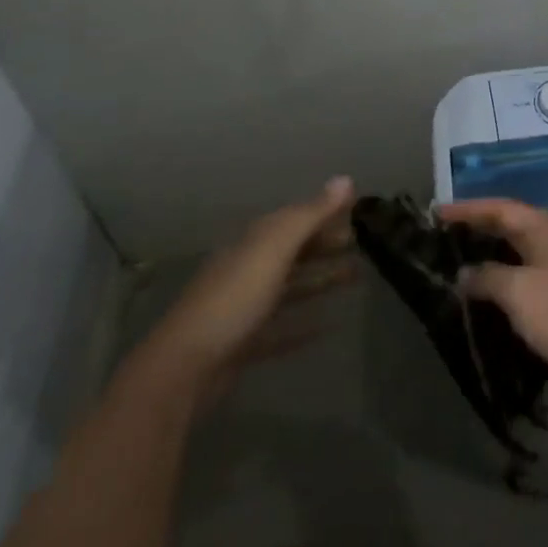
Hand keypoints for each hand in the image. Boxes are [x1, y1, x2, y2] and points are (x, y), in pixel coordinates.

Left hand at [141, 177, 356, 399]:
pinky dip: (304, 324)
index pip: (295, 218)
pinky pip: (281, 328)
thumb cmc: (234, 298)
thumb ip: (310, 214)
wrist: (185, 367)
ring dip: (322, 280)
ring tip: (357, 278)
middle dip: (326, 245)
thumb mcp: (274, 249)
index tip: (357, 210)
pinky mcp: (244, 344)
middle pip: (293, 250)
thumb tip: (346, 179)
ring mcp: (244, 307)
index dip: (325, 211)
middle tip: (362, 245)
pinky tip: (328, 327)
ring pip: (291, 286)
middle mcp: (249, 267)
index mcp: (255, 242)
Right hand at [438, 198, 547, 387]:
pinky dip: (504, 280)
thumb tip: (464, 273)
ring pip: (518, 252)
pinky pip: (527, 276)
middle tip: (442, 237)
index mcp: (545, 227)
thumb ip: (487, 277)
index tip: (435, 213)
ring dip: (489, 257)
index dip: (466, 210)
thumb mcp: (519, 293)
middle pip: (509, 225)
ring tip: (456, 264)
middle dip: (476, 230)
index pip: (499, 208)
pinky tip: (487, 295)